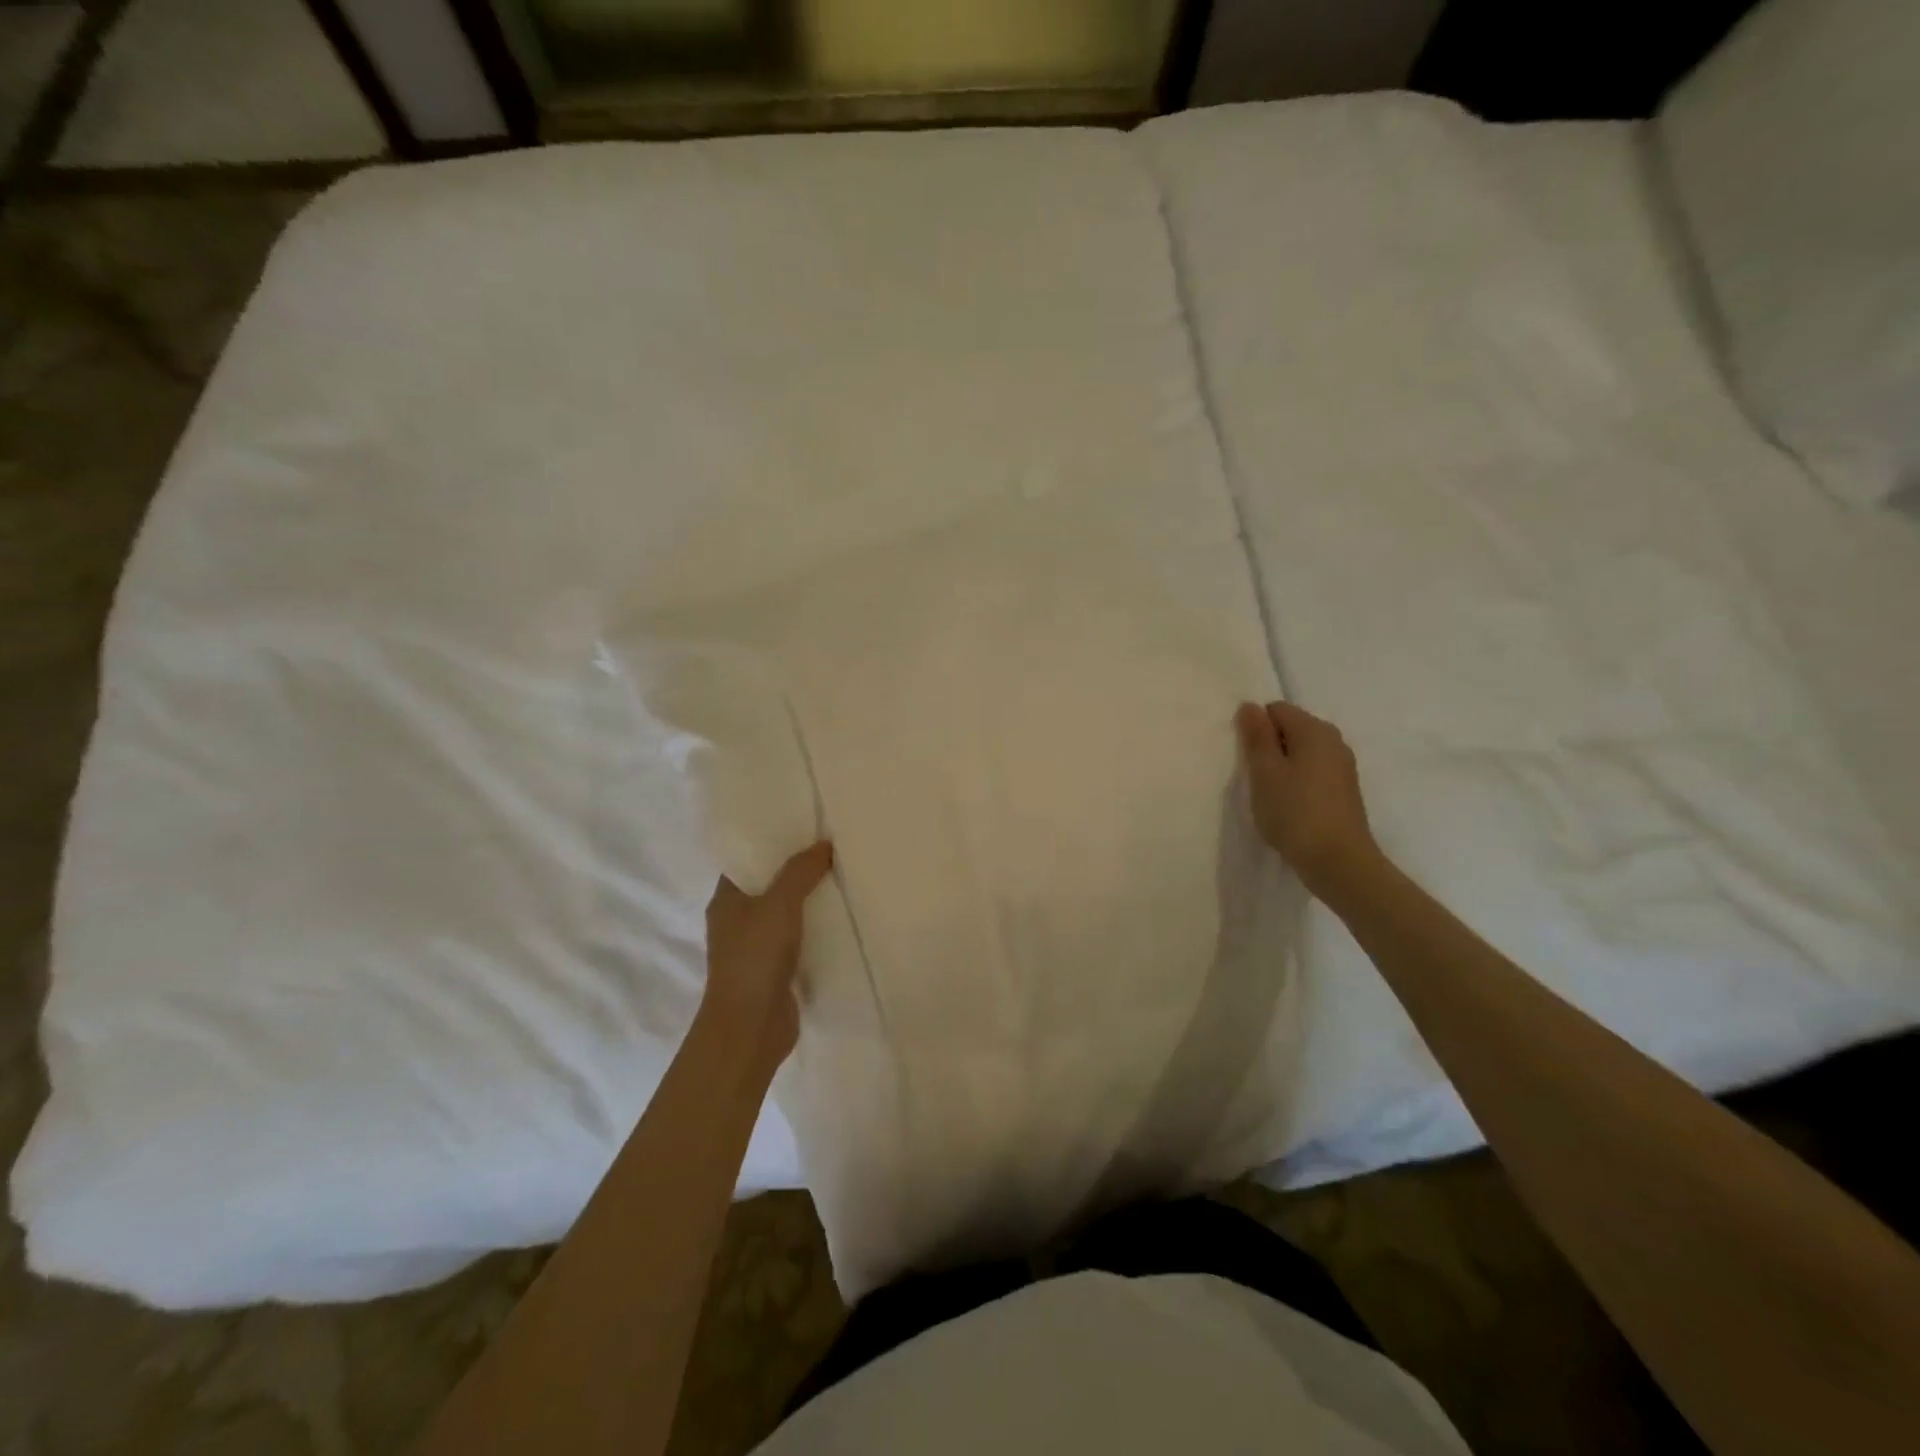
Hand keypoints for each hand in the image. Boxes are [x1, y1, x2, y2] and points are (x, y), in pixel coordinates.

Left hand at [700, 841, 834, 1073]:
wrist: (750, 1028)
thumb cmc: (755, 957)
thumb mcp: (779, 904)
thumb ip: (800, 872)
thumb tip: (823, 844)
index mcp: (727, 900)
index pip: (747, 861)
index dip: (771, 843)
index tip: (803, 828)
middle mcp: (738, 921)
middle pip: (770, 886)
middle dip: (797, 870)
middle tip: (832, 848)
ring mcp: (757, 948)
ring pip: (787, 914)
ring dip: (810, 901)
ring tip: (843, 877)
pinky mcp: (777, 971)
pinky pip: (799, 940)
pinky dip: (817, 930)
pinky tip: (843, 919)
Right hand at [1235, 700, 1379, 900]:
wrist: (1339, 861)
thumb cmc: (1295, 812)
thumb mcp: (1265, 772)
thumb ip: (1256, 737)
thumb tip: (1250, 706)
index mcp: (1315, 730)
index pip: (1276, 710)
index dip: (1255, 729)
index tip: (1247, 759)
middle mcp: (1333, 741)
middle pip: (1291, 729)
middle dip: (1269, 748)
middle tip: (1255, 778)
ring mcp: (1343, 767)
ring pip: (1301, 753)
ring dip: (1281, 768)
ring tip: (1270, 796)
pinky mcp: (1344, 791)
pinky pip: (1313, 773)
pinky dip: (1297, 783)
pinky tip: (1288, 807)